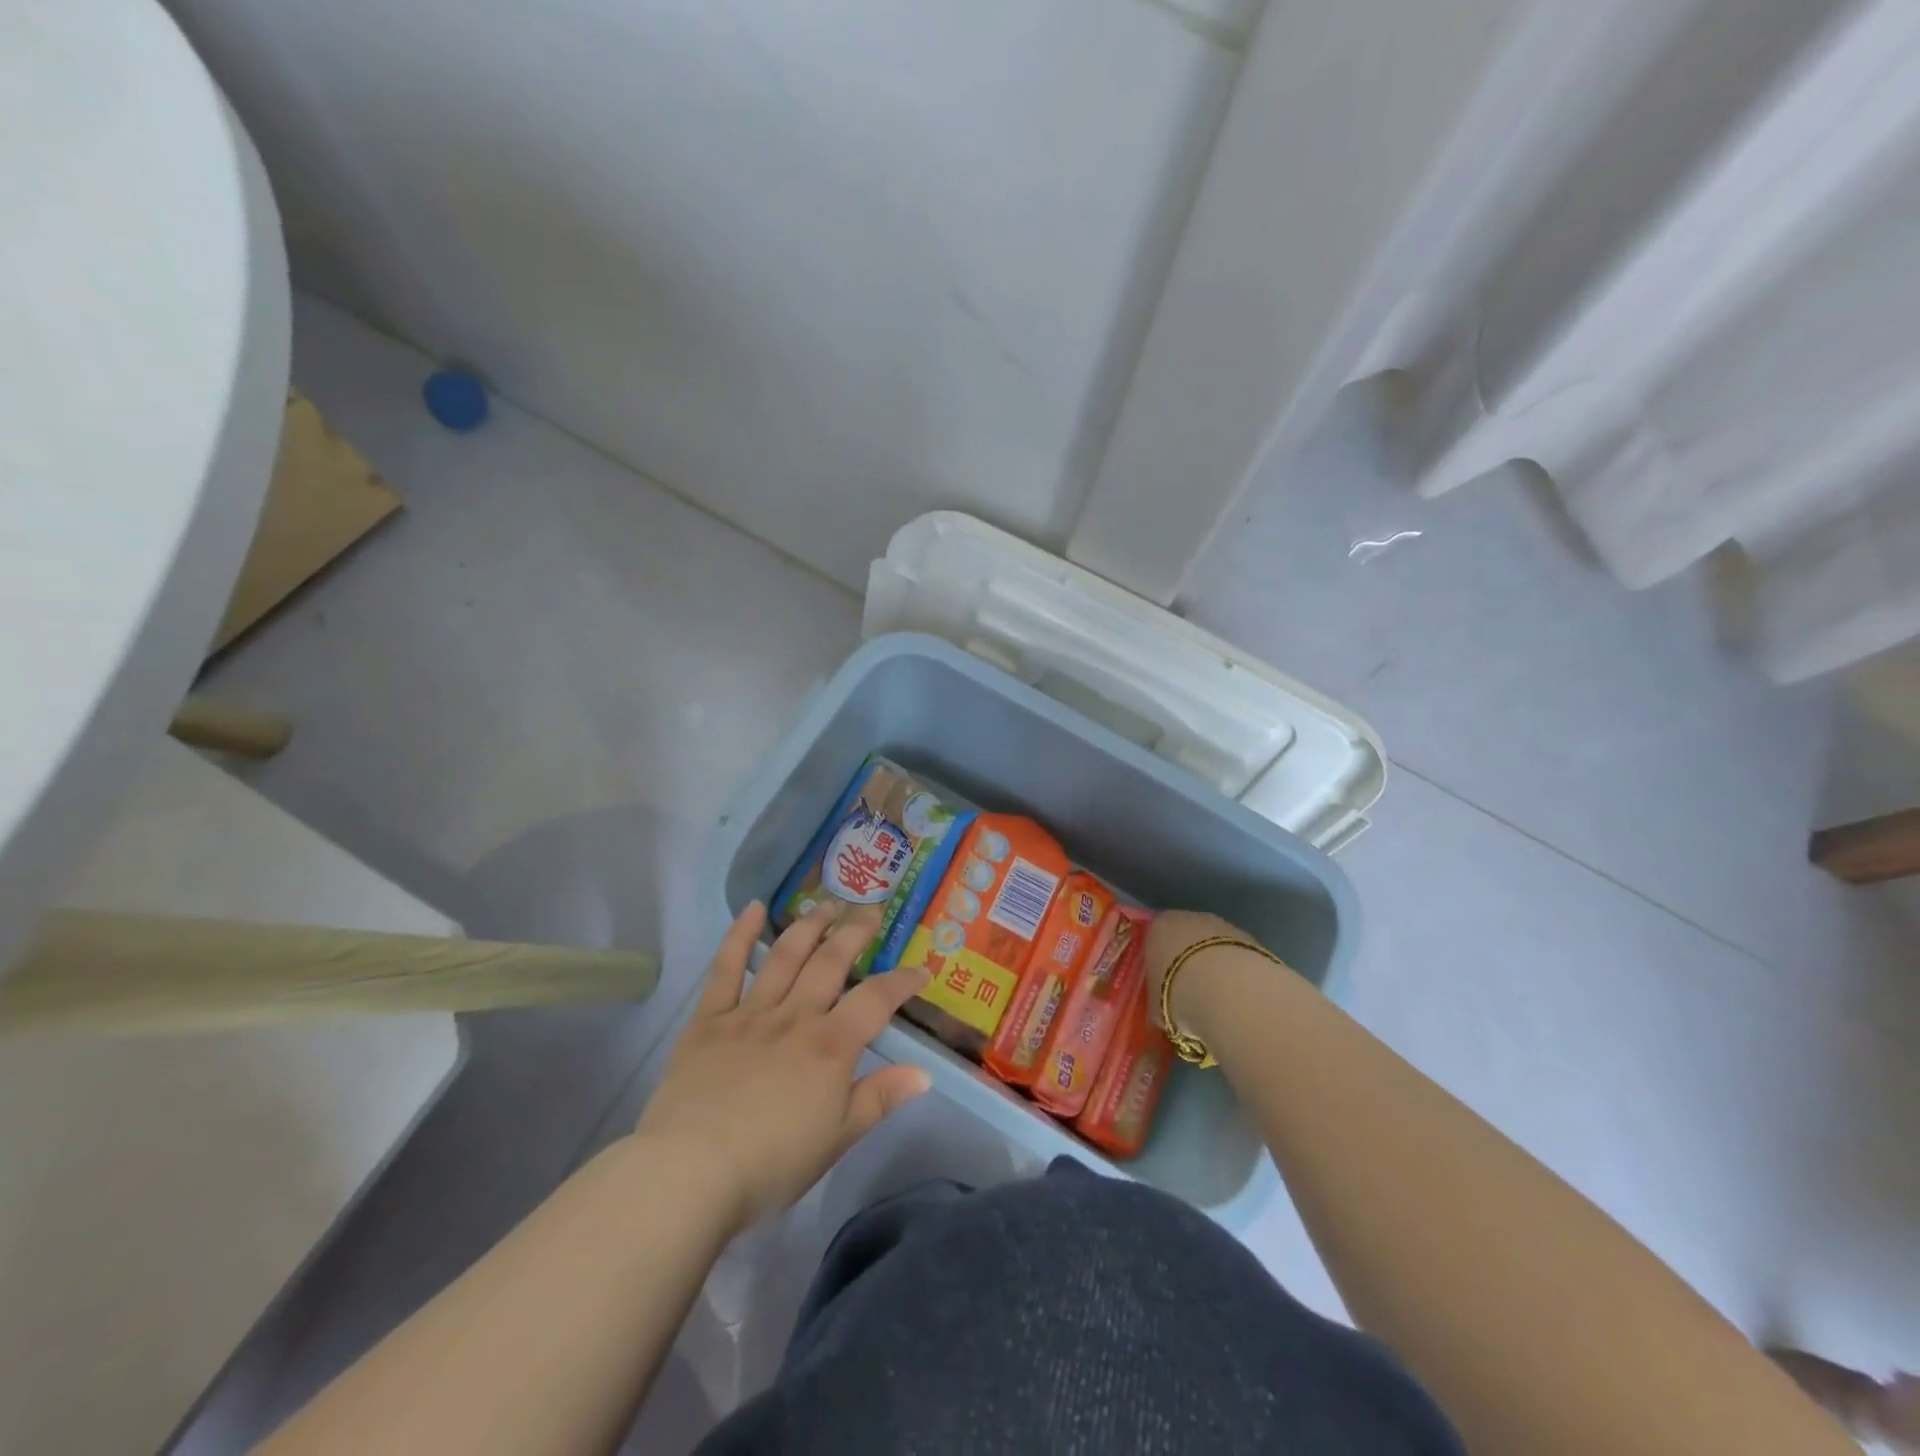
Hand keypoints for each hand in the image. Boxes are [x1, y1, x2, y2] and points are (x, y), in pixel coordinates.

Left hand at [635, 901, 933, 1234]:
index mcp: (830, 1046)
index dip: (902, 981)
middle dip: (855, 933)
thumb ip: (879, 1099)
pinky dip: (740, 935)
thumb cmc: (771, 1165)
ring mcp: (750, 1013)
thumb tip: (924, 1073)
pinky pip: (726, 969)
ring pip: (786, 955)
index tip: (921, 969)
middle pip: (831, 962)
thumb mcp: (837, 1139)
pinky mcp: (709, 1020)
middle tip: (872, 911)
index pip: (876, 1000)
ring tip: (827, 904)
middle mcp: (795, 1016)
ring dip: (810, 925)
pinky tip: (754, 908)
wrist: (690, 1173)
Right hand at [1142, 909, 1252, 1037]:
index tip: (1162, 984)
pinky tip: (1237, 997)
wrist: (1227, 990)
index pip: (1154, 939)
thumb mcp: (1156, 1005)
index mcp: (1157, 928)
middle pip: (1185, 938)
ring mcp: (1222, 925)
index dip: (1159, 962)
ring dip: (1215, 966)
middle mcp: (1188, 918)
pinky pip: (1235, 956)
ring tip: (1217, 1000)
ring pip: (1213, 946)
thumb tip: (1163, 1009)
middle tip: (1189, 993)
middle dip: (1187, 962)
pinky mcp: (1250, 939)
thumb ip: (1158, 1000)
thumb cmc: (1177, 994)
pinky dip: (1235, 972)